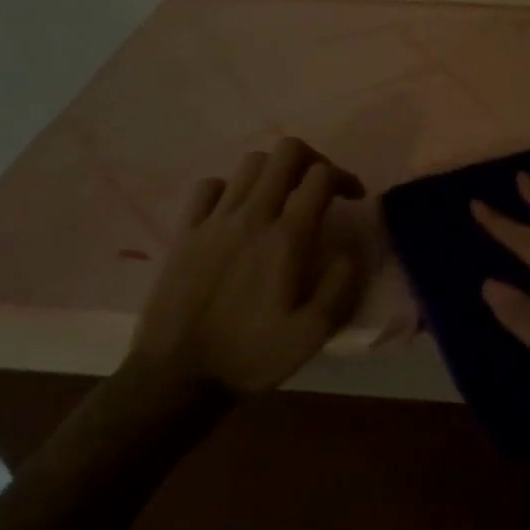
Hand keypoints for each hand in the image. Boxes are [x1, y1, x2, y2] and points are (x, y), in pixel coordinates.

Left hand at [127, 138, 365, 395]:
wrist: (177, 377)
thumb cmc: (251, 356)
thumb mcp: (313, 333)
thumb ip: (341, 285)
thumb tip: (349, 250)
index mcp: (286, 238)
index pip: (320, 177)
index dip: (344, 177)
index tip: (353, 198)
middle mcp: (251, 217)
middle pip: (285, 153)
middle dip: (312, 160)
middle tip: (320, 187)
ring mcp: (213, 221)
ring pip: (250, 163)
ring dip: (274, 171)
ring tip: (283, 197)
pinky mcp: (185, 232)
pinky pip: (209, 187)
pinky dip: (230, 188)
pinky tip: (237, 211)